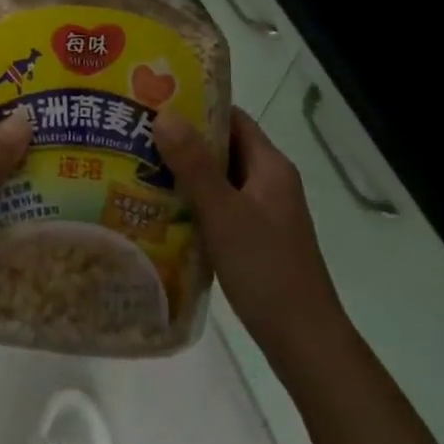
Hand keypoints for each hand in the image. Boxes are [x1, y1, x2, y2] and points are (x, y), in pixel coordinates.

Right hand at [153, 107, 345, 375]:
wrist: (304, 342)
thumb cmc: (265, 269)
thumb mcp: (223, 213)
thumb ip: (194, 164)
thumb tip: (164, 114)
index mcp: (270, 167)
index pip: (233, 119)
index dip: (198, 106)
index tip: (157, 101)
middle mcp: (270, 183)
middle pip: (225, 148)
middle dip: (184, 140)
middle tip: (139, 134)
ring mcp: (265, 213)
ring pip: (220, 180)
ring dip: (186, 173)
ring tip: (140, 167)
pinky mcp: (256, 240)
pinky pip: (221, 207)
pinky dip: (194, 203)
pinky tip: (162, 210)